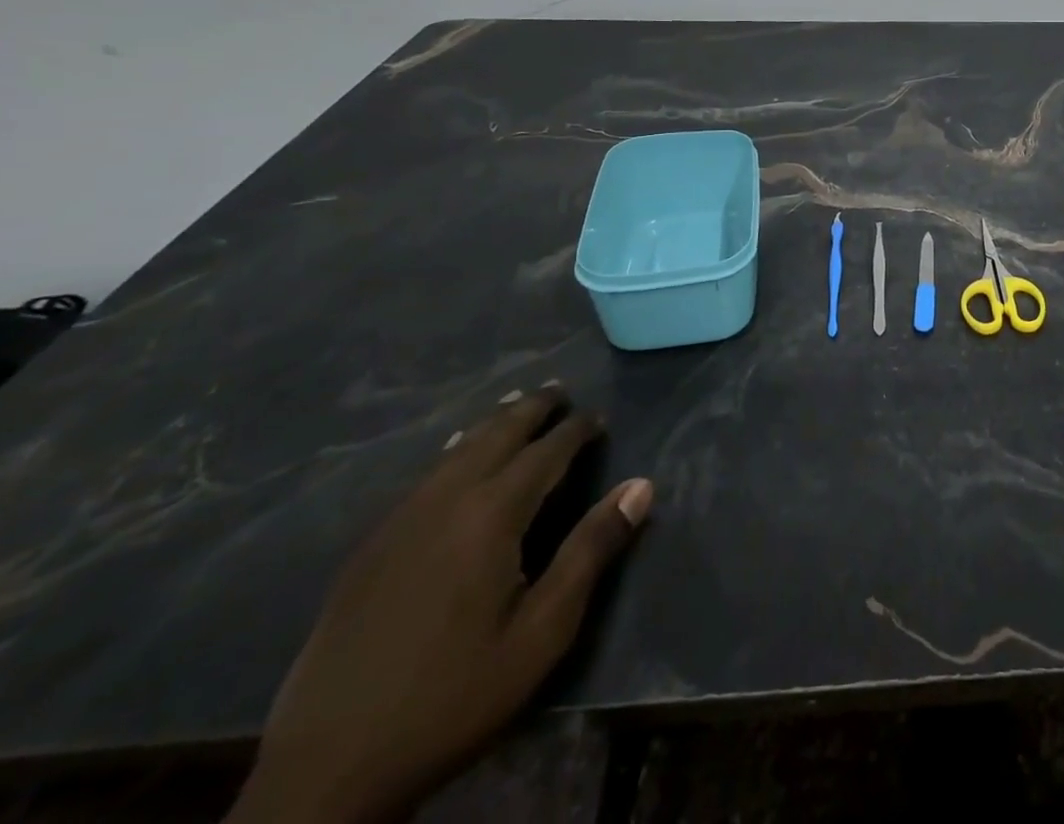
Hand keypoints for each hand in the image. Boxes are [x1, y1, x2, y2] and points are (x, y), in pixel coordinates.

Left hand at [228, 391, 652, 823]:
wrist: (325, 770)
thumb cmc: (454, 695)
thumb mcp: (542, 631)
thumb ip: (592, 550)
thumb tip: (641, 485)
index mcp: (491, 515)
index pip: (546, 451)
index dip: (577, 430)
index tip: (599, 418)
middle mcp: (445, 501)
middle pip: (496, 434)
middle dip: (532, 408)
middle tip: (560, 390)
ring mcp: (399, 522)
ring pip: (455, 450)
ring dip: (492, 423)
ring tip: (514, 406)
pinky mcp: (370, 548)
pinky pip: (424, 477)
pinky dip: (454, 451)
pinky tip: (455, 457)